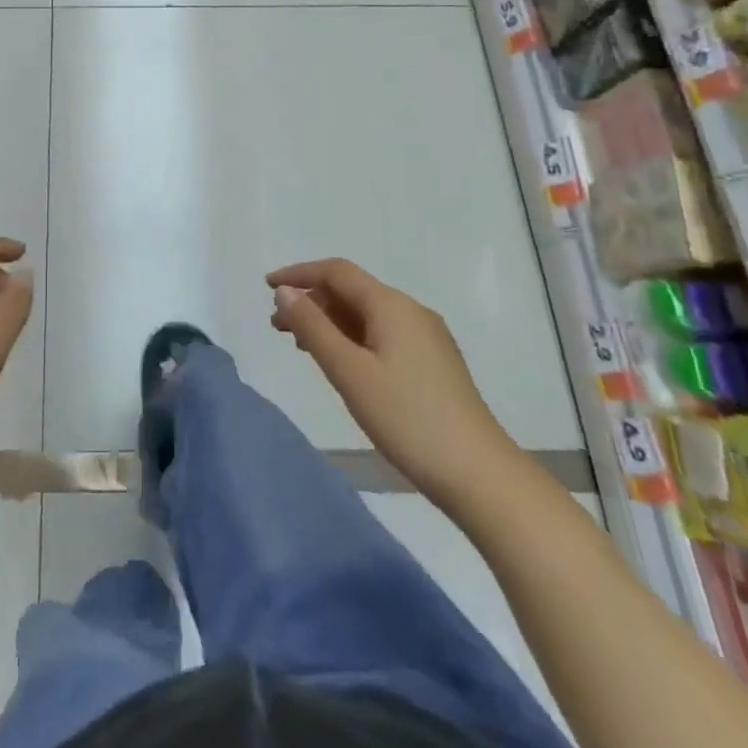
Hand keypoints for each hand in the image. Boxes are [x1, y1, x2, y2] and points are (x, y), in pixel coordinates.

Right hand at [268, 258, 519, 510]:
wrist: (481, 475)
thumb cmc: (408, 419)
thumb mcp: (350, 372)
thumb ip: (313, 328)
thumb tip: (285, 292)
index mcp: (391, 305)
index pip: (337, 272)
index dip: (299, 274)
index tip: (266, 286)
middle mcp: (411, 311)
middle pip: (351, 291)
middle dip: (311, 302)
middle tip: (278, 327)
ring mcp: (426, 338)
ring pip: (366, 315)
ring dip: (330, 322)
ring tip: (301, 346)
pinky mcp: (433, 363)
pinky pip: (382, 334)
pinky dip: (352, 338)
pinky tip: (341, 364)